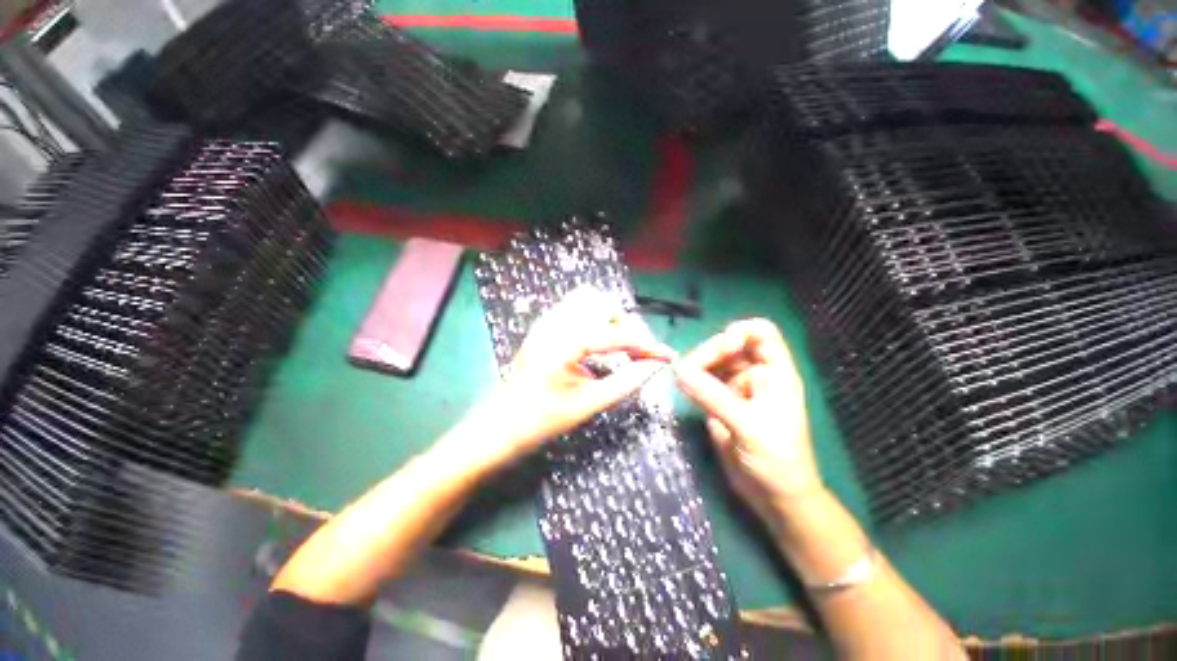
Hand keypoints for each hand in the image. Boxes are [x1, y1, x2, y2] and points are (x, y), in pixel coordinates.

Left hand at [456, 287, 674, 473]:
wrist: (501, 423)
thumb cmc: (541, 419)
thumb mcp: (588, 404)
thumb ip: (626, 382)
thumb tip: (655, 366)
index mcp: (565, 343)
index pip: (617, 333)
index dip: (646, 345)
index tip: (665, 356)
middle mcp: (555, 323)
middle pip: (604, 304)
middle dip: (626, 326)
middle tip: (635, 355)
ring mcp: (547, 320)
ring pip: (589, 300)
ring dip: (609, 318)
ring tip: (616, 347)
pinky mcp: (544, 325)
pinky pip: (576, 307)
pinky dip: (594, 318)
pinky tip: (597, 343)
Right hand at [675, 319, 821, 520]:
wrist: (774, 497)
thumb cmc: (777, 460)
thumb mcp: (747, 425)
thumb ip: (713, 396)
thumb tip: (679, 372)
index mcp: (775, 372)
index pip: (761, 333)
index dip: (741, 331)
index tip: (724, 346)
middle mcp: (754, 374)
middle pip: (728, 344)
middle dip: (710, 351)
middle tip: (690, 370)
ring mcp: (735, 388)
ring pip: (712, 362)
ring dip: (697, 365)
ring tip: (684, 379)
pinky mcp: (719, 403)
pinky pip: (703, 381)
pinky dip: (692, 380)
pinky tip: (684, 386)